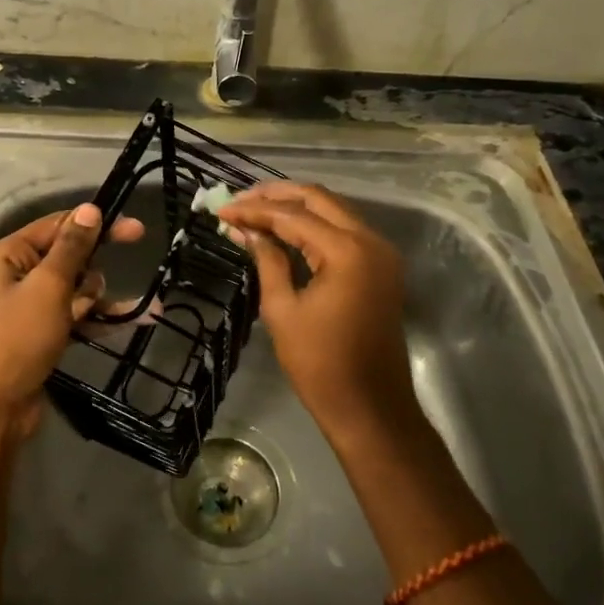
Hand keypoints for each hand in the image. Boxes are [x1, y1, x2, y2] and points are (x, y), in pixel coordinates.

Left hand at [0, 204, 144, 434]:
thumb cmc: (18, 338)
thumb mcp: (49, 287)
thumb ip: (71, 247)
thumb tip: (90, 209)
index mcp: (8, 255)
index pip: (57, 226)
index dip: (95, 224)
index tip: (134, 229)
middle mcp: (15, 275)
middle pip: (67, 256)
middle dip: (95, 265)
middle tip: (134, 251)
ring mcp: (28, 306)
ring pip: (74, 287)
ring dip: (98, 295)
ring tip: (122, 310)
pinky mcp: (40, 332)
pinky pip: (74, 314)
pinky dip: (97, 317)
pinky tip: (133, 320)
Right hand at [219, 182, 413, 435]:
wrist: (370, 408)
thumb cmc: (320, 364)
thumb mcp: (283, 310)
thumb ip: (267, 260)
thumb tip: (247, 231)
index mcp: (347, 251)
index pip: (294, 215)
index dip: (255, 210)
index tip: (222, 209)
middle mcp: (371, 241)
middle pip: (319, 199)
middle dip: (277, 196)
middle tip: (240, 201)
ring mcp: (381, 254)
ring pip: (334, 211)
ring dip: (296, 208)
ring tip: (256, 211)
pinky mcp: (381, 268)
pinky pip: (345, 232)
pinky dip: (315, 226)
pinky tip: (285, 230)